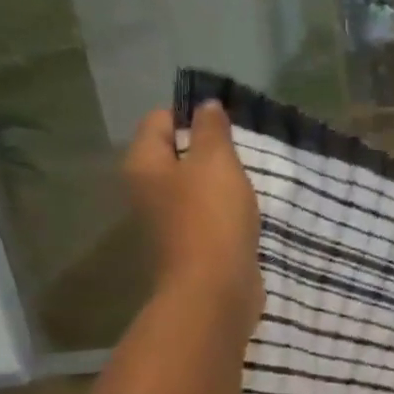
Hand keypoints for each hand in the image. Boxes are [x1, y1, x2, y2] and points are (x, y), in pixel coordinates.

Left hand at [123, 102, 263, 345]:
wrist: (214, 288)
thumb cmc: (211, 217)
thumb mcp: (216, 163)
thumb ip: (212, 130)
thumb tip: (206, 105)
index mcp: (144, 164)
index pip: (159, 121)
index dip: (191, 114)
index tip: (227, 122)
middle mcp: (146, 189)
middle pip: (175, 153)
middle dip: (208, 148)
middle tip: (242, 150)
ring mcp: (167, 219)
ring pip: (192, 184)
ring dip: (219, 180)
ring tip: (249, 178)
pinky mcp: (190, 243)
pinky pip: (206, 212)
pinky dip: (224, 207)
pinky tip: (247, 210)